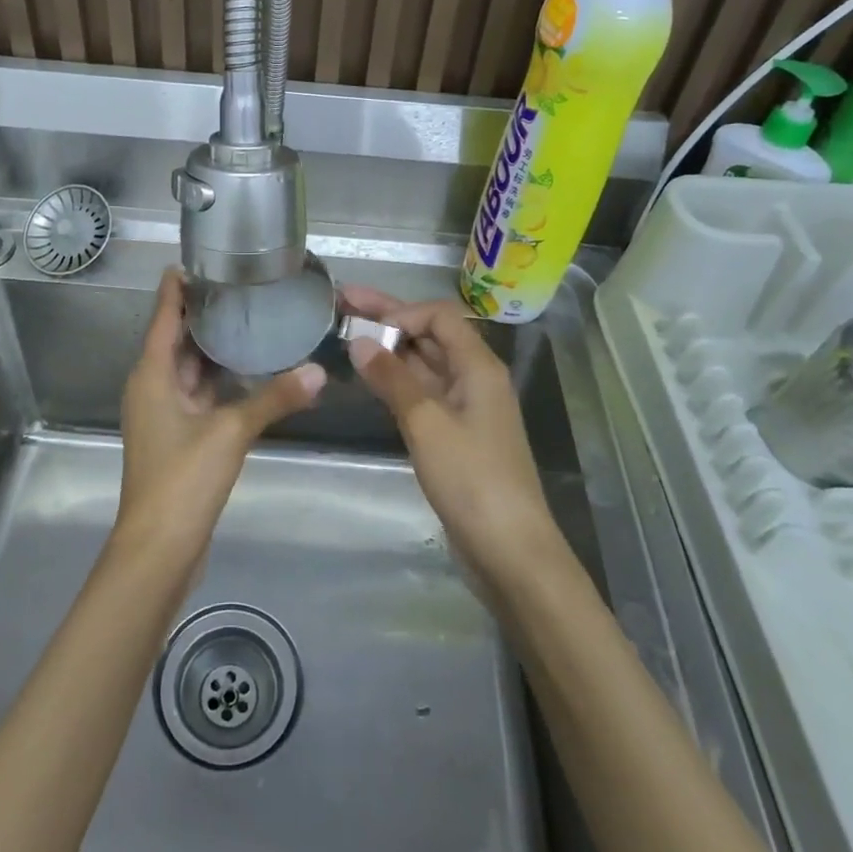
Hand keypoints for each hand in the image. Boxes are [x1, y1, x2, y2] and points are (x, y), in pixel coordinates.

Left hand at [116, 268, 325, 567]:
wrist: (159, 548)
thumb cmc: (183, 478)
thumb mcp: (231, 432)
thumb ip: (275, 397)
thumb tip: (320, 370)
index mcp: (151, 374)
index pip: (166, 314)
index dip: (180, 285)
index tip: (203, 258)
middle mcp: (153, 385)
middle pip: (177, 337)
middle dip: (206, 311)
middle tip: (243, 283)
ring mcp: (165, 412)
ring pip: (190, 366)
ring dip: (216, 345)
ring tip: (252, 316)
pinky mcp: (179, 435)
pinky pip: (200, 392)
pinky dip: (221, 377)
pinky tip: (251, 369)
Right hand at [343, 287, 561, 582]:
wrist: (510, 550)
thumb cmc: (472, 480)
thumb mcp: (427, 424)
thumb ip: (393, 379)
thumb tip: (359, 341)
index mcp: (479, 367)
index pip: (439, 317)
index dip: (401, 312)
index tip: (363, 325)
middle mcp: (475, 379)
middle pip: (430, 335)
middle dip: (388, 318)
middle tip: (342, 301)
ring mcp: (465, 408)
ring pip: (424, 364)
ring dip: (390, 349)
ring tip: (348, 335)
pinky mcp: (455, 435)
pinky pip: (423, 393)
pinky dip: (397, 380)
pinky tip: (371, 378)